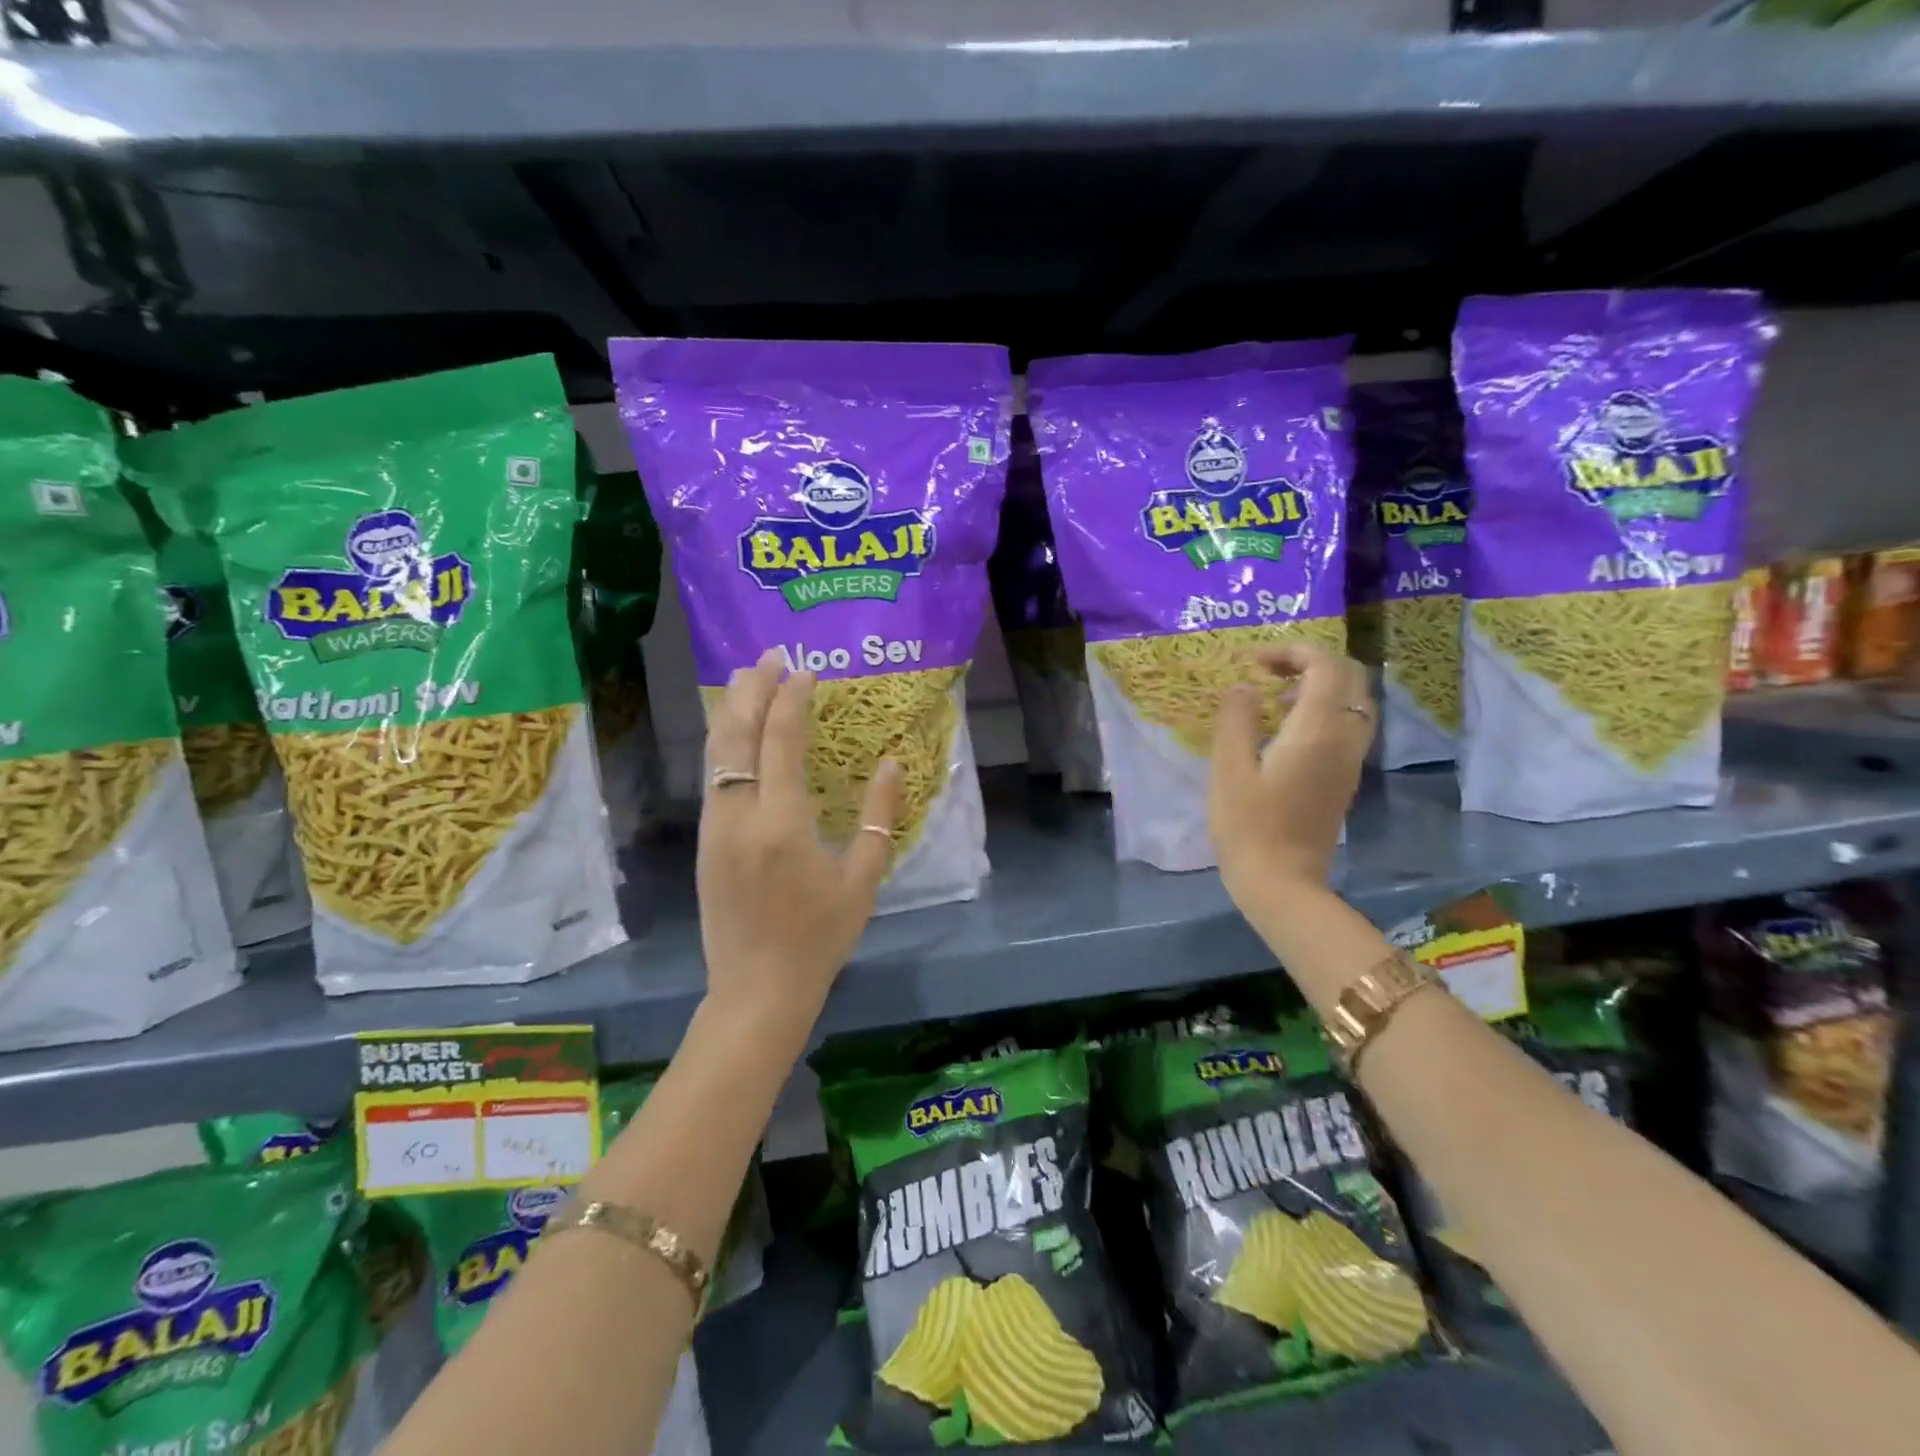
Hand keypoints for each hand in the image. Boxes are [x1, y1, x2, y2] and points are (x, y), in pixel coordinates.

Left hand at [696, 649, 904, 1030]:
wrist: (756, 989)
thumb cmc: (819, 937)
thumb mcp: (863, 881)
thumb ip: (879, 818)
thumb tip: (891, 764)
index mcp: (781, 824)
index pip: (781, 743)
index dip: (791, 701)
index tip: (804, 671)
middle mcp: (738, 816)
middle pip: (737, 736)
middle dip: (751, 690)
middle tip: (768, 656)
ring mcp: (714, 827)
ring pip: (715, 753)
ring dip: (730, 710)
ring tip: (746, 678)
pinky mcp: (704, 840)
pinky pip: (711, 776)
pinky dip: (723, 742)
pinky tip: (735, 731)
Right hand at [1208, 643, 1372, 902]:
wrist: (1283, 883)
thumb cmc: (1248, 826)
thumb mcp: (1229, 770)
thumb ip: (1236, 721)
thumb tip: (1243, 688)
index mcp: (1317, 730)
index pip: (1325, 665)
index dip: (1293, 651)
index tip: (1255, 663)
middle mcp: (1344, 739)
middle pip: (1350, 677)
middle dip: (1311, 663)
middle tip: (1269, 673)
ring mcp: (1349, 761)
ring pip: (1354, 702)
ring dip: (1320, 687)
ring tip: (1275, 701)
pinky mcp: (1344, 779)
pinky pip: (1347, 727)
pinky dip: (1323, 712)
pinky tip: (1286, 733)